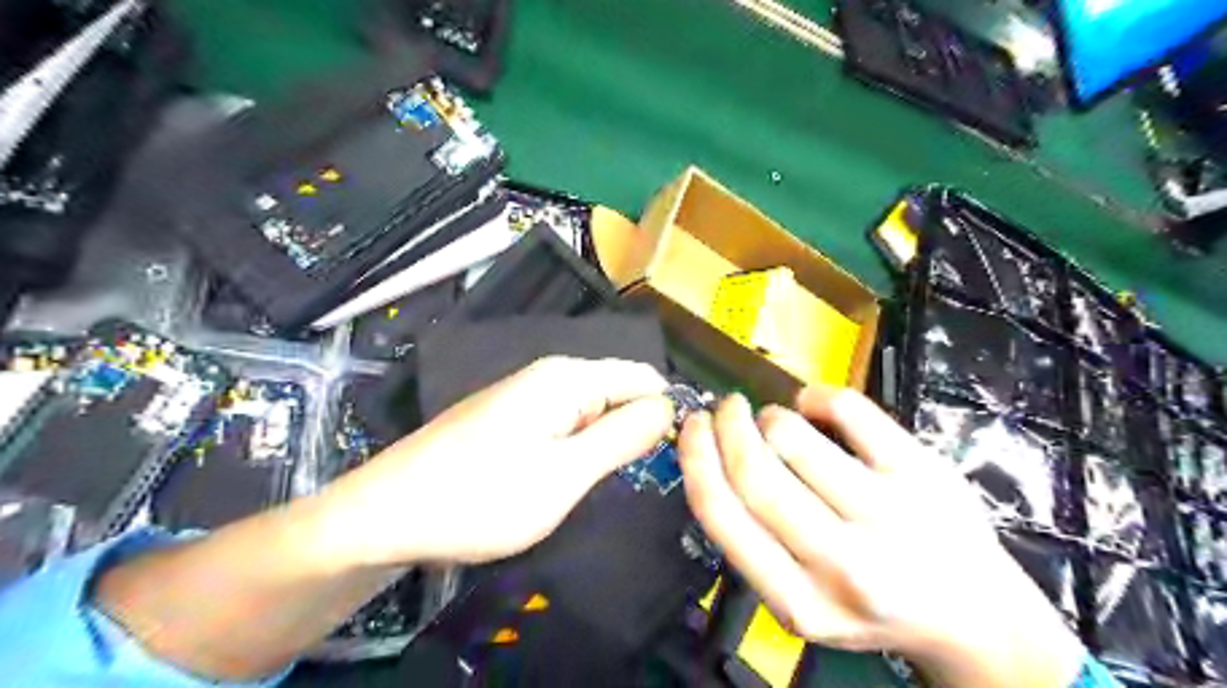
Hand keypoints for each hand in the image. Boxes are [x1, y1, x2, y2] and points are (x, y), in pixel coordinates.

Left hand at [313, 357, 670, 567]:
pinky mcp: (510, 419)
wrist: (386, 515)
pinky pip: (565, 426)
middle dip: (634, 431)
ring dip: (605, 445)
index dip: (666, 414)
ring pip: (592, 413)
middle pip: (618, 392)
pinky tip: (565, 480)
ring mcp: (526, 396)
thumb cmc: (481, 497)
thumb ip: (623, 436)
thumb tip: (668, 406)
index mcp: (568, 377)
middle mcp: (550, 375)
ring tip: (597, 485)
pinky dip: (577, 451)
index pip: (644, 377)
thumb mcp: (565, 474)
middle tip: (634, 482)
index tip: (674, 460)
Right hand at [681, 387, 1080, 686]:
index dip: (696, 459)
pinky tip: (815, 407)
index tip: (691, 427)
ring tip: (775, 420)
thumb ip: (754, 544)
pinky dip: (816, 396)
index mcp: (799, 601)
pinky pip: (847, 408)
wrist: (976, 617)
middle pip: (755, 471)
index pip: (723, 516)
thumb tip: (713, 458)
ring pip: (794, 435)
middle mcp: (843, 563)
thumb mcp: (801, 600)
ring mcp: (888, 514)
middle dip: (727, 426)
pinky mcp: (923, 472)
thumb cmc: (875, 603)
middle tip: (725, 407)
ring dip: (770, 416)